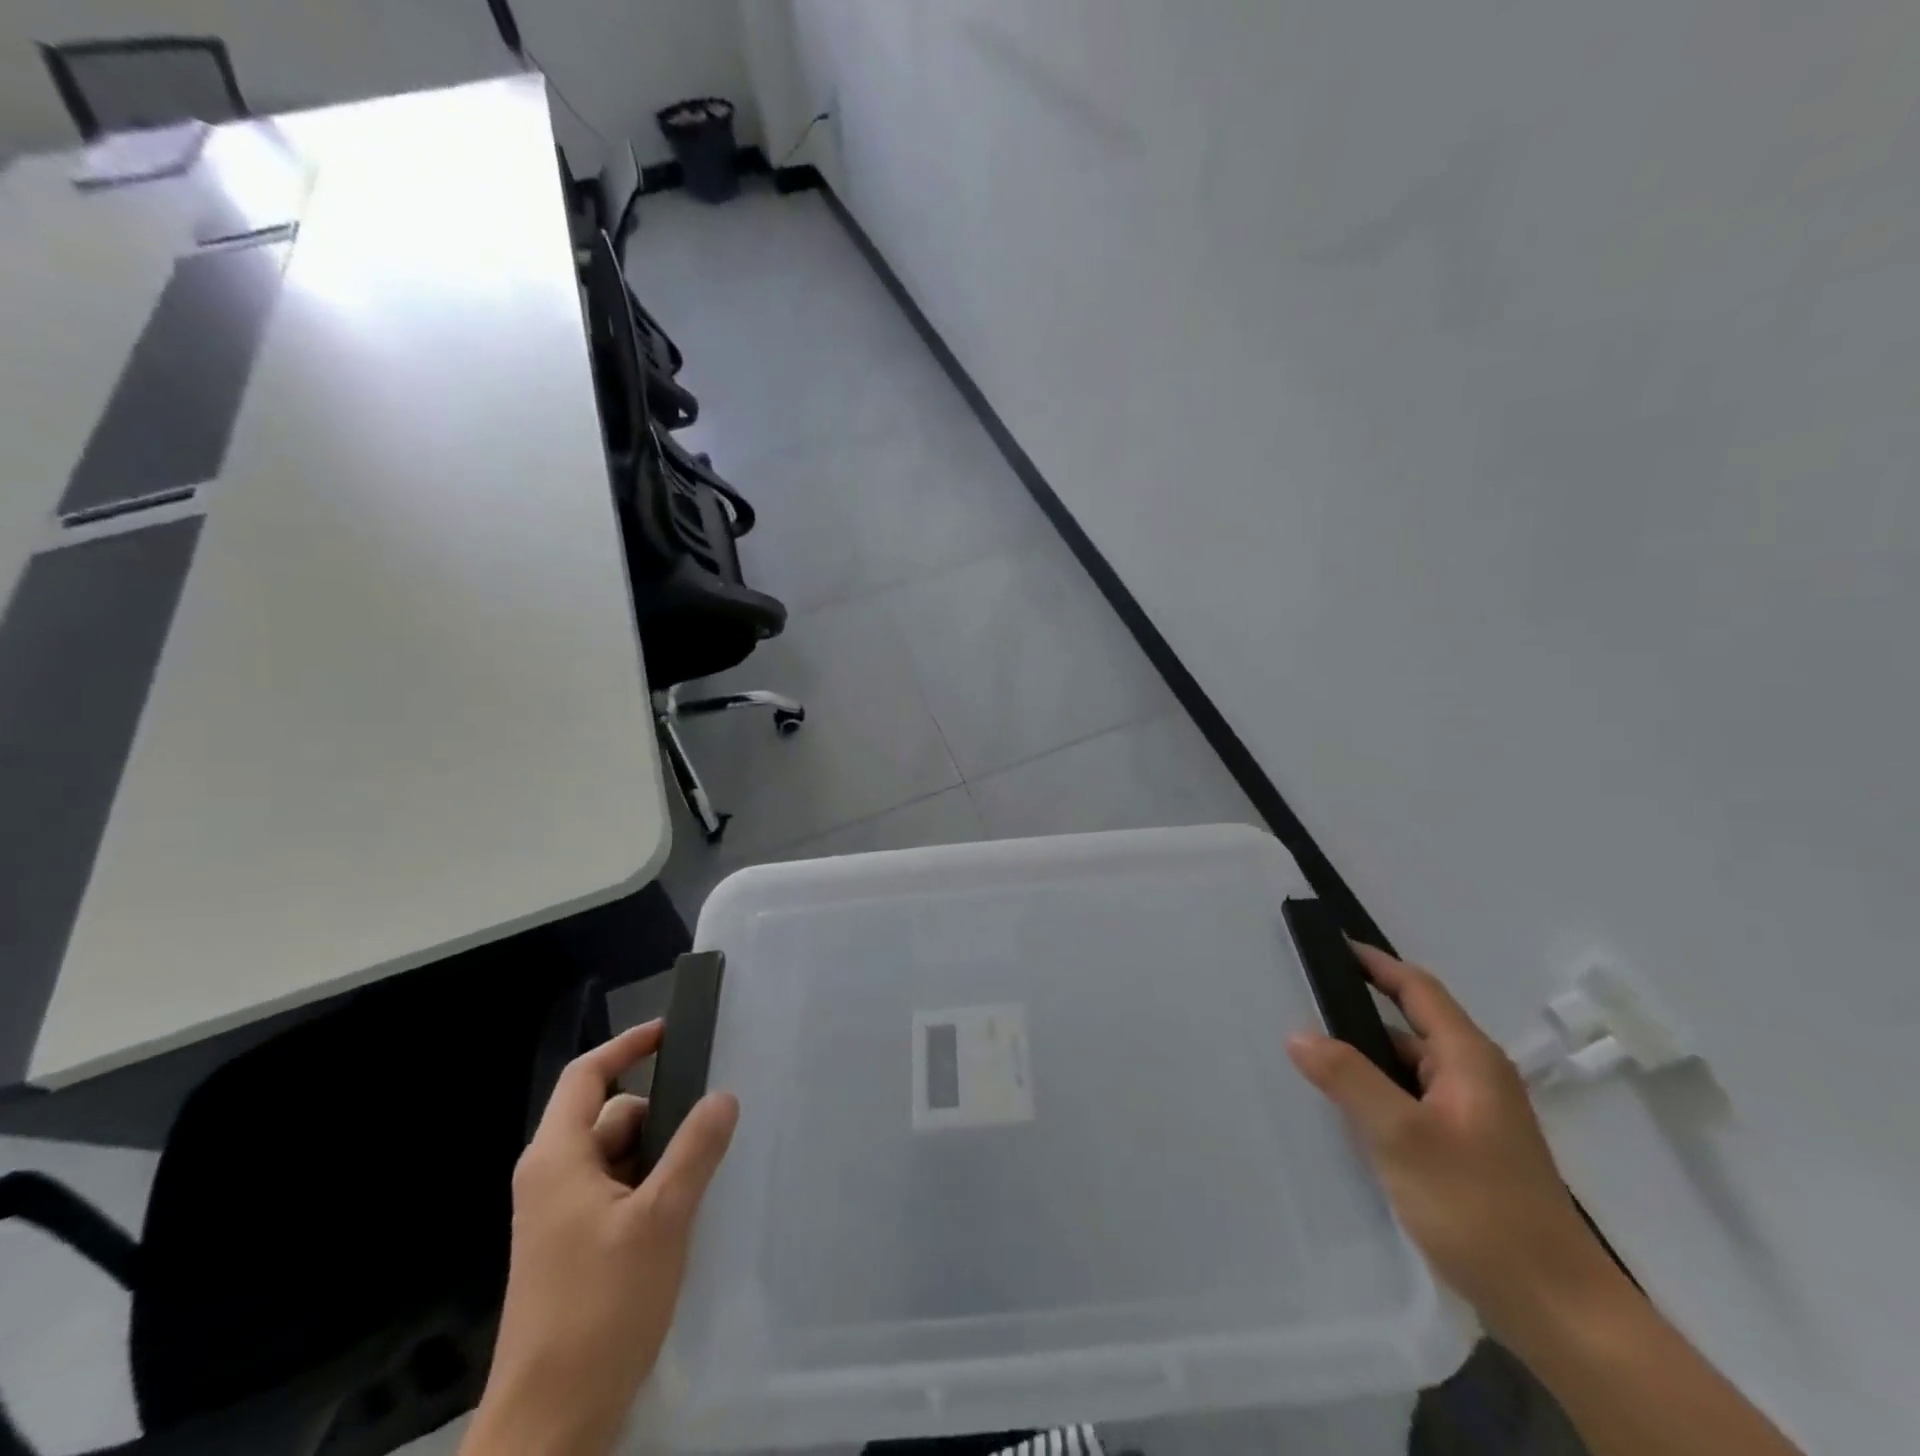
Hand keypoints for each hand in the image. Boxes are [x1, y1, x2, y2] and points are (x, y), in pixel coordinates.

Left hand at [465, 1020, 738, 1455]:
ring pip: (619, 1158)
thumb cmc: (599, 1308)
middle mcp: (553, 1179)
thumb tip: (723, 1095)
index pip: (587, 1076)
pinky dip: (652, 1188)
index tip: (672, 1032)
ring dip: (661, 1156)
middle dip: (660, 1114)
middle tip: (714, 1120)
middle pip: (611, 1117)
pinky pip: (618, 1193)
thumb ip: (695, 1149)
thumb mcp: (661, 1218)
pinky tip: (687, 1211)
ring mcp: (561, 1218)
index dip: (628, 1046)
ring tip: (707, 1170)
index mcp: (557, 1159)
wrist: (550, 1425)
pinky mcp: (575, 1250)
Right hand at [1286, 943, 1616, 1338]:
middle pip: (1412, 1025)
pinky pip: (1413, 1100)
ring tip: (1311, 1052)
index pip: (1417, 989)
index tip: (1332, 943)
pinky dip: (1379, 1091)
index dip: (1375, 963)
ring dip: (1367, 1055)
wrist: (1557, 1309)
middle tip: (1303, 1000)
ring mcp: (1475, 1116)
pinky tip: (1347, 1110)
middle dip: (1360, 1009)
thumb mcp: (1401, 1137)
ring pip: (1410, 1067)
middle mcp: (1476, 1078)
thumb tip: (1298, 1033)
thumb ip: (1348, 1078)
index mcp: (1469, 1060)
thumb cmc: (1479, 1207)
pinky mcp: (1468, 1150)